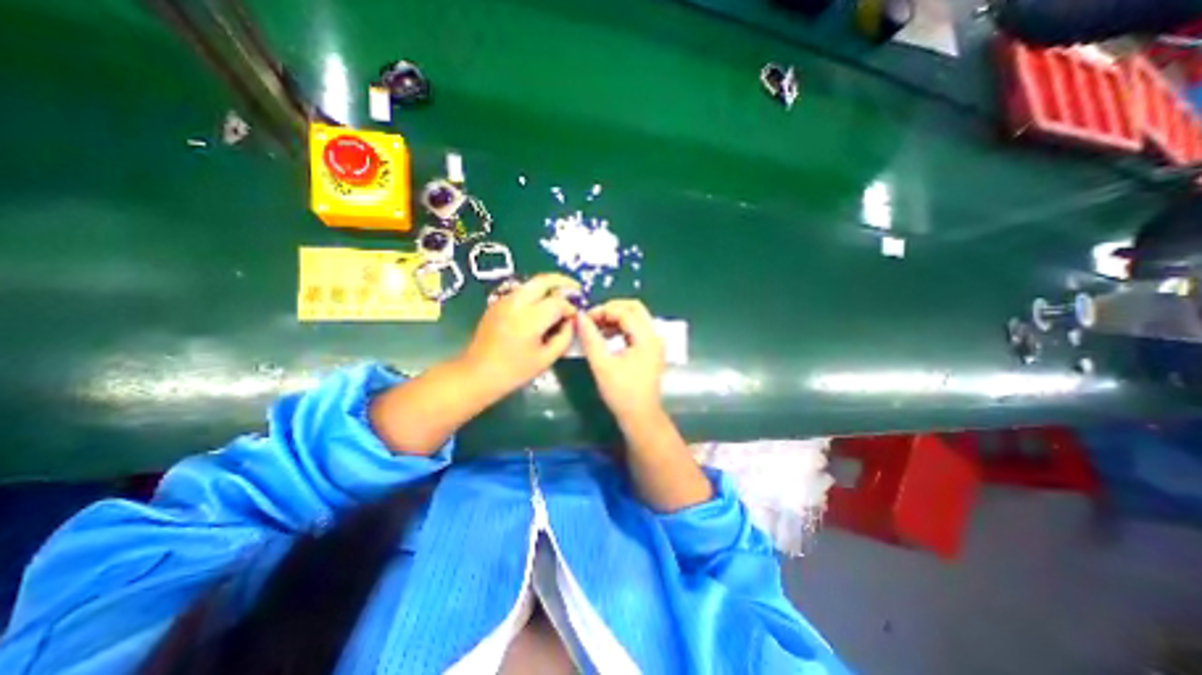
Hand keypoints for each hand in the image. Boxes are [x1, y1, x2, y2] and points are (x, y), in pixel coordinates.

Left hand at [460, 271, 577, 395]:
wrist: (477, 374)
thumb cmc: (514, 371)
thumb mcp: (547, 359)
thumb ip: (565, 337)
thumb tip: (571, 321)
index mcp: (529, 320)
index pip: (557, 302)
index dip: (570, 308)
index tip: (575, 318)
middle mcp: (516, 304)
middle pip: (543, 280)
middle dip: (563, 282)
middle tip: (576, 291)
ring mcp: (504, 301)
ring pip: (532, 283)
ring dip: (549, 286)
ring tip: (562, 297)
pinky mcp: (498, 303)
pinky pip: (522, 291)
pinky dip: (537, 293)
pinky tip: (542, 307)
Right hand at [574, 299, 666, 421]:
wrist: (640, 416)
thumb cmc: (621, 393)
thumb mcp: (601, 365)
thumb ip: (590, 338)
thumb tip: (580, 317)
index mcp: (646, 338)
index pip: (624, 312)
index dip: (603, 311)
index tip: (585, 320)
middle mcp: (655, 336)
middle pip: (635, 308)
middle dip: (611, 309)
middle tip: (593, 319)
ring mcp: (655, 343)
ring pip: (636, 317)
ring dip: (616, 317)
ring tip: (597, 328)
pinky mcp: (651, 349)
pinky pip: (636, 328)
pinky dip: (622, 327)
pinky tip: (607, 336)